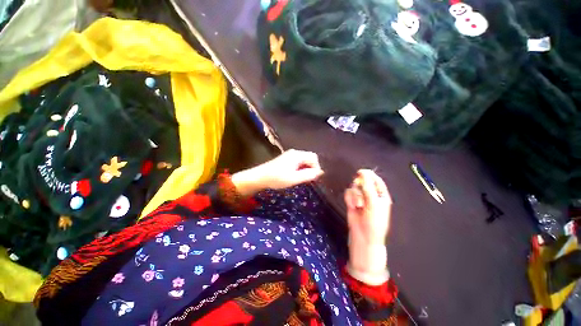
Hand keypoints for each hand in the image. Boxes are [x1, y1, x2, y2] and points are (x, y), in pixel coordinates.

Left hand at [232, 149, 323, 195]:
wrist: (260, 177)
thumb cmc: (277, 178)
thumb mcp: (294, 178)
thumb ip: (308, 175)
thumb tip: (321, 172)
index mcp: (297, 155)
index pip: (314, 157)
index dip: (316, 167)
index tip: (312, 178)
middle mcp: (294, 152)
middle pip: (309, 158)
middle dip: (311, 168)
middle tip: (306, 179)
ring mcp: (290, 155)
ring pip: (304, 160)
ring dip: (305, 169)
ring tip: (300, 178)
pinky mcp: (286, 159)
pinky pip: (298, 162)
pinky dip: (300, 168)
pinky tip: (295, 175)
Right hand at [344, 169, 391, 275]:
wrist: (363, 235)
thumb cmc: (374, 220)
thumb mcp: (373, 202)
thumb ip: (368, 186)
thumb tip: (363, 172)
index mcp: (381, 195)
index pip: (376, 180)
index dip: (369, 175)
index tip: (361, 172)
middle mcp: (371, 195)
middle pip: (363, 182)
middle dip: (360, 186)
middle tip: (359, 189)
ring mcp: (360, 198)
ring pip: (354, 187)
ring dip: (355, 195)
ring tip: (358, 205)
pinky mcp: (352, 201)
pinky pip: (348, 194)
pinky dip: (349, 199)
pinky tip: (352, 206)